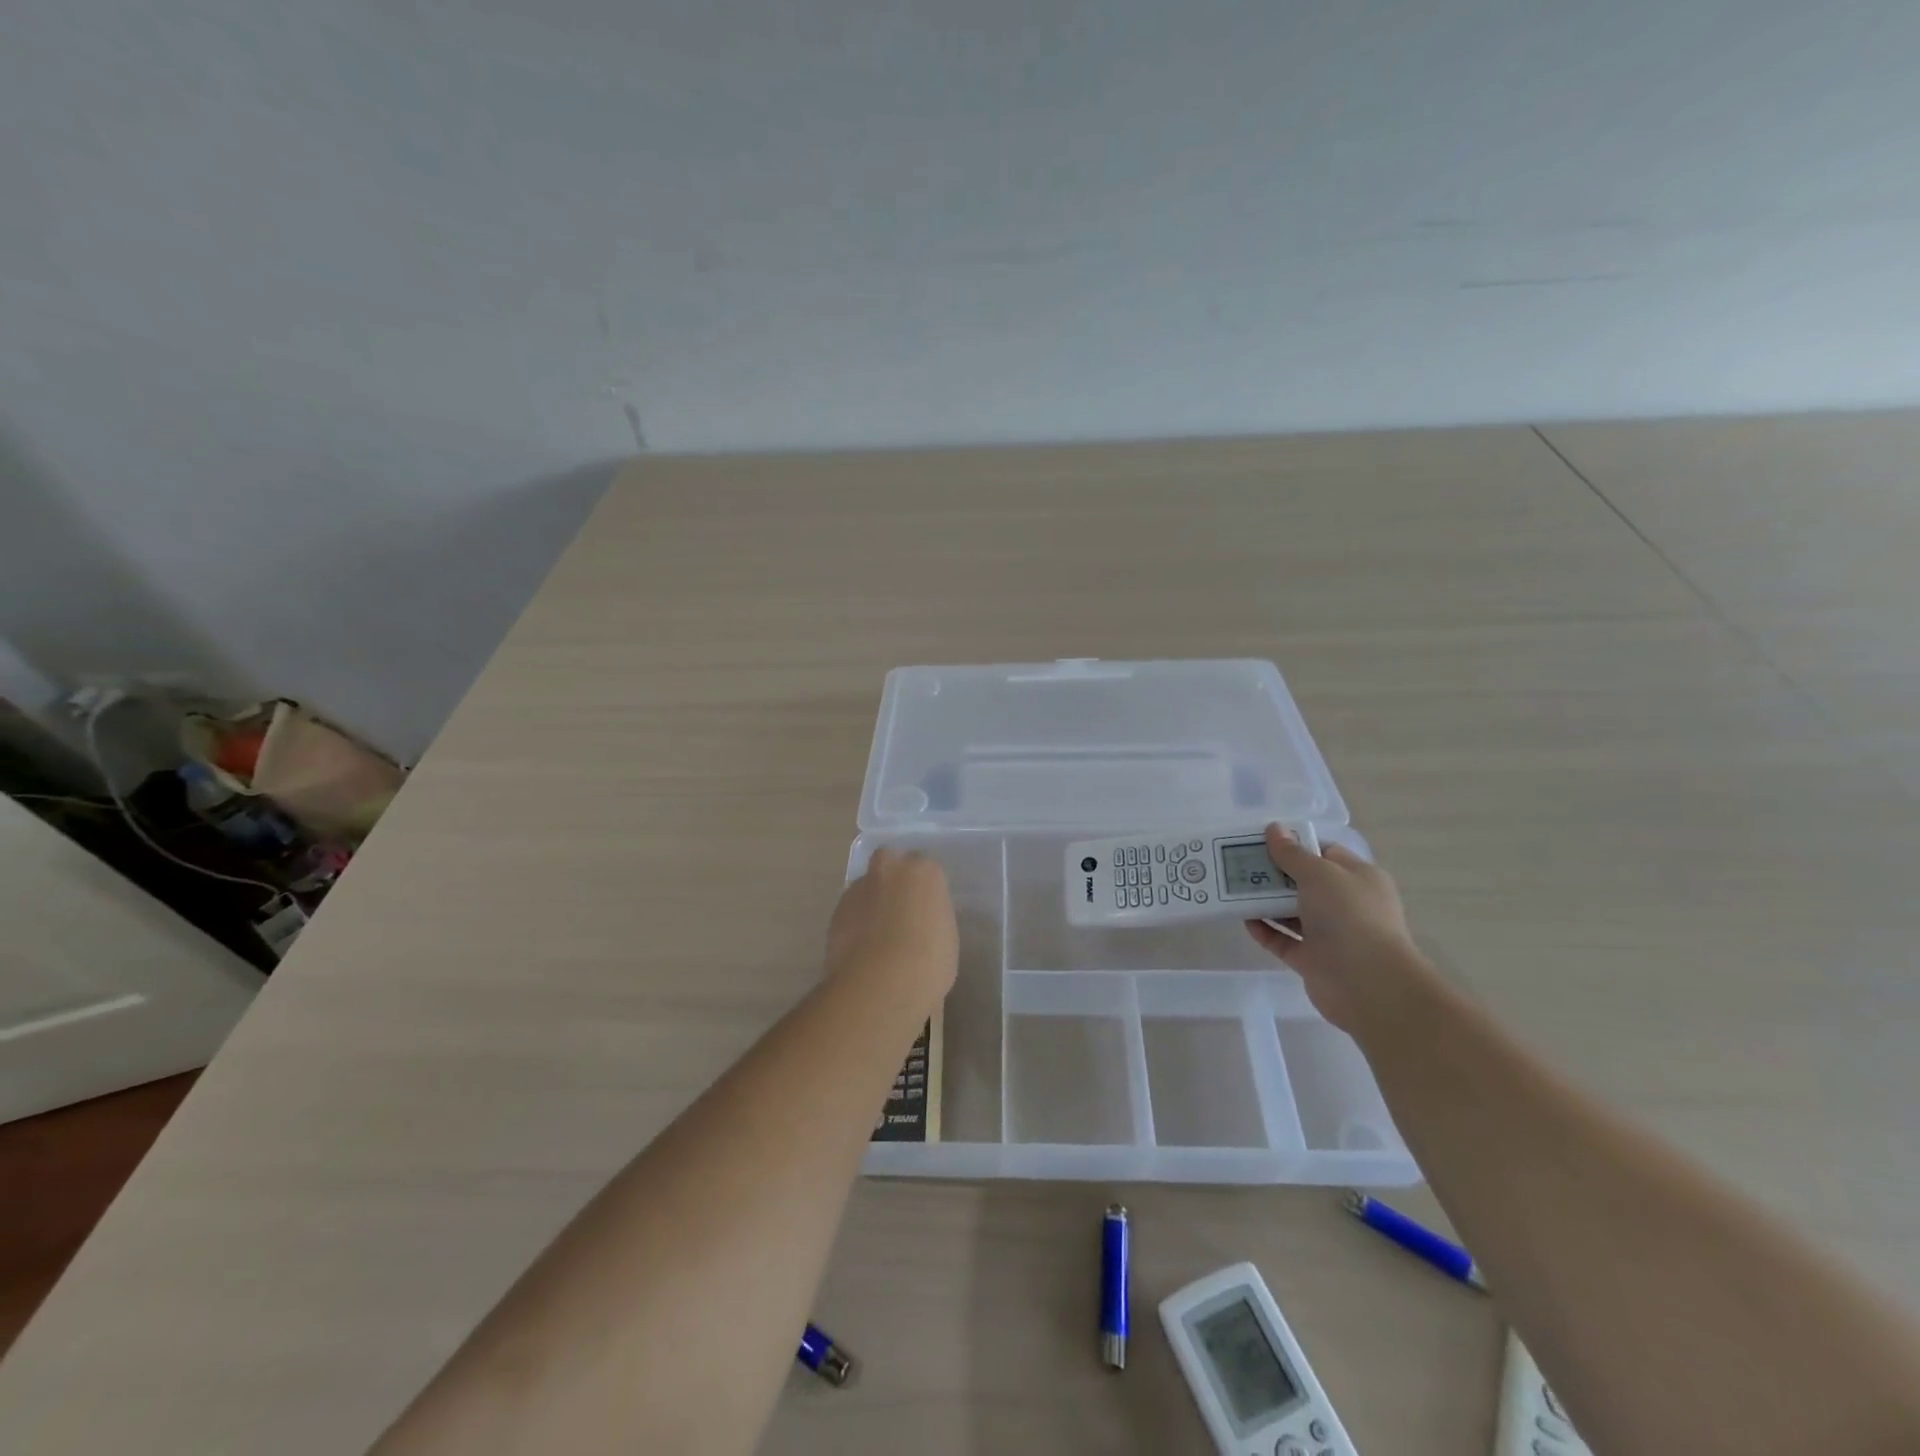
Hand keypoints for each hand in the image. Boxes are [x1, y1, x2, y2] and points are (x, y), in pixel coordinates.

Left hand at [825, 847, 958, 1003]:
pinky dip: (856, 922)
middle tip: (900, 908)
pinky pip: (851, 910)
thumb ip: (933, 915)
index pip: (926, 867)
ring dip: (872, 901)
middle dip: (893, 877)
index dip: (924, 887)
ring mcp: (860, 888)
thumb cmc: (929, 961)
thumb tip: (922, 919)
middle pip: (890, 861)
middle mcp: (890, 869)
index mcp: (924, 871)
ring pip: (866, 886)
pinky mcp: (837, 910)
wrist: (881, 983)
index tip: (926, 907)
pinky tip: (862, 947)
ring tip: (878, 935)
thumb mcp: (947, 936)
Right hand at [1245, 825, 1430, 1032]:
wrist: (1368, 984)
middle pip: (1304, 882)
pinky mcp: (1313, 960)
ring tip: (1234, 889)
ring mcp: (1330, 934)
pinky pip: (1284, 940)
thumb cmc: (1349, 916)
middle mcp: (1347, 904)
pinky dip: (1265, 930)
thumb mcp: (1319, 873)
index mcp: (1358, 878)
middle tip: (1239, 864)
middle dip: (1274, 874)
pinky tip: (1244, 919)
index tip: (1262, 842)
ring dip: (1265, 902)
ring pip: (1292, 912)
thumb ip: (1292, 853)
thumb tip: (1274, 829)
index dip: (1295, 845)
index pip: (1325, 853)